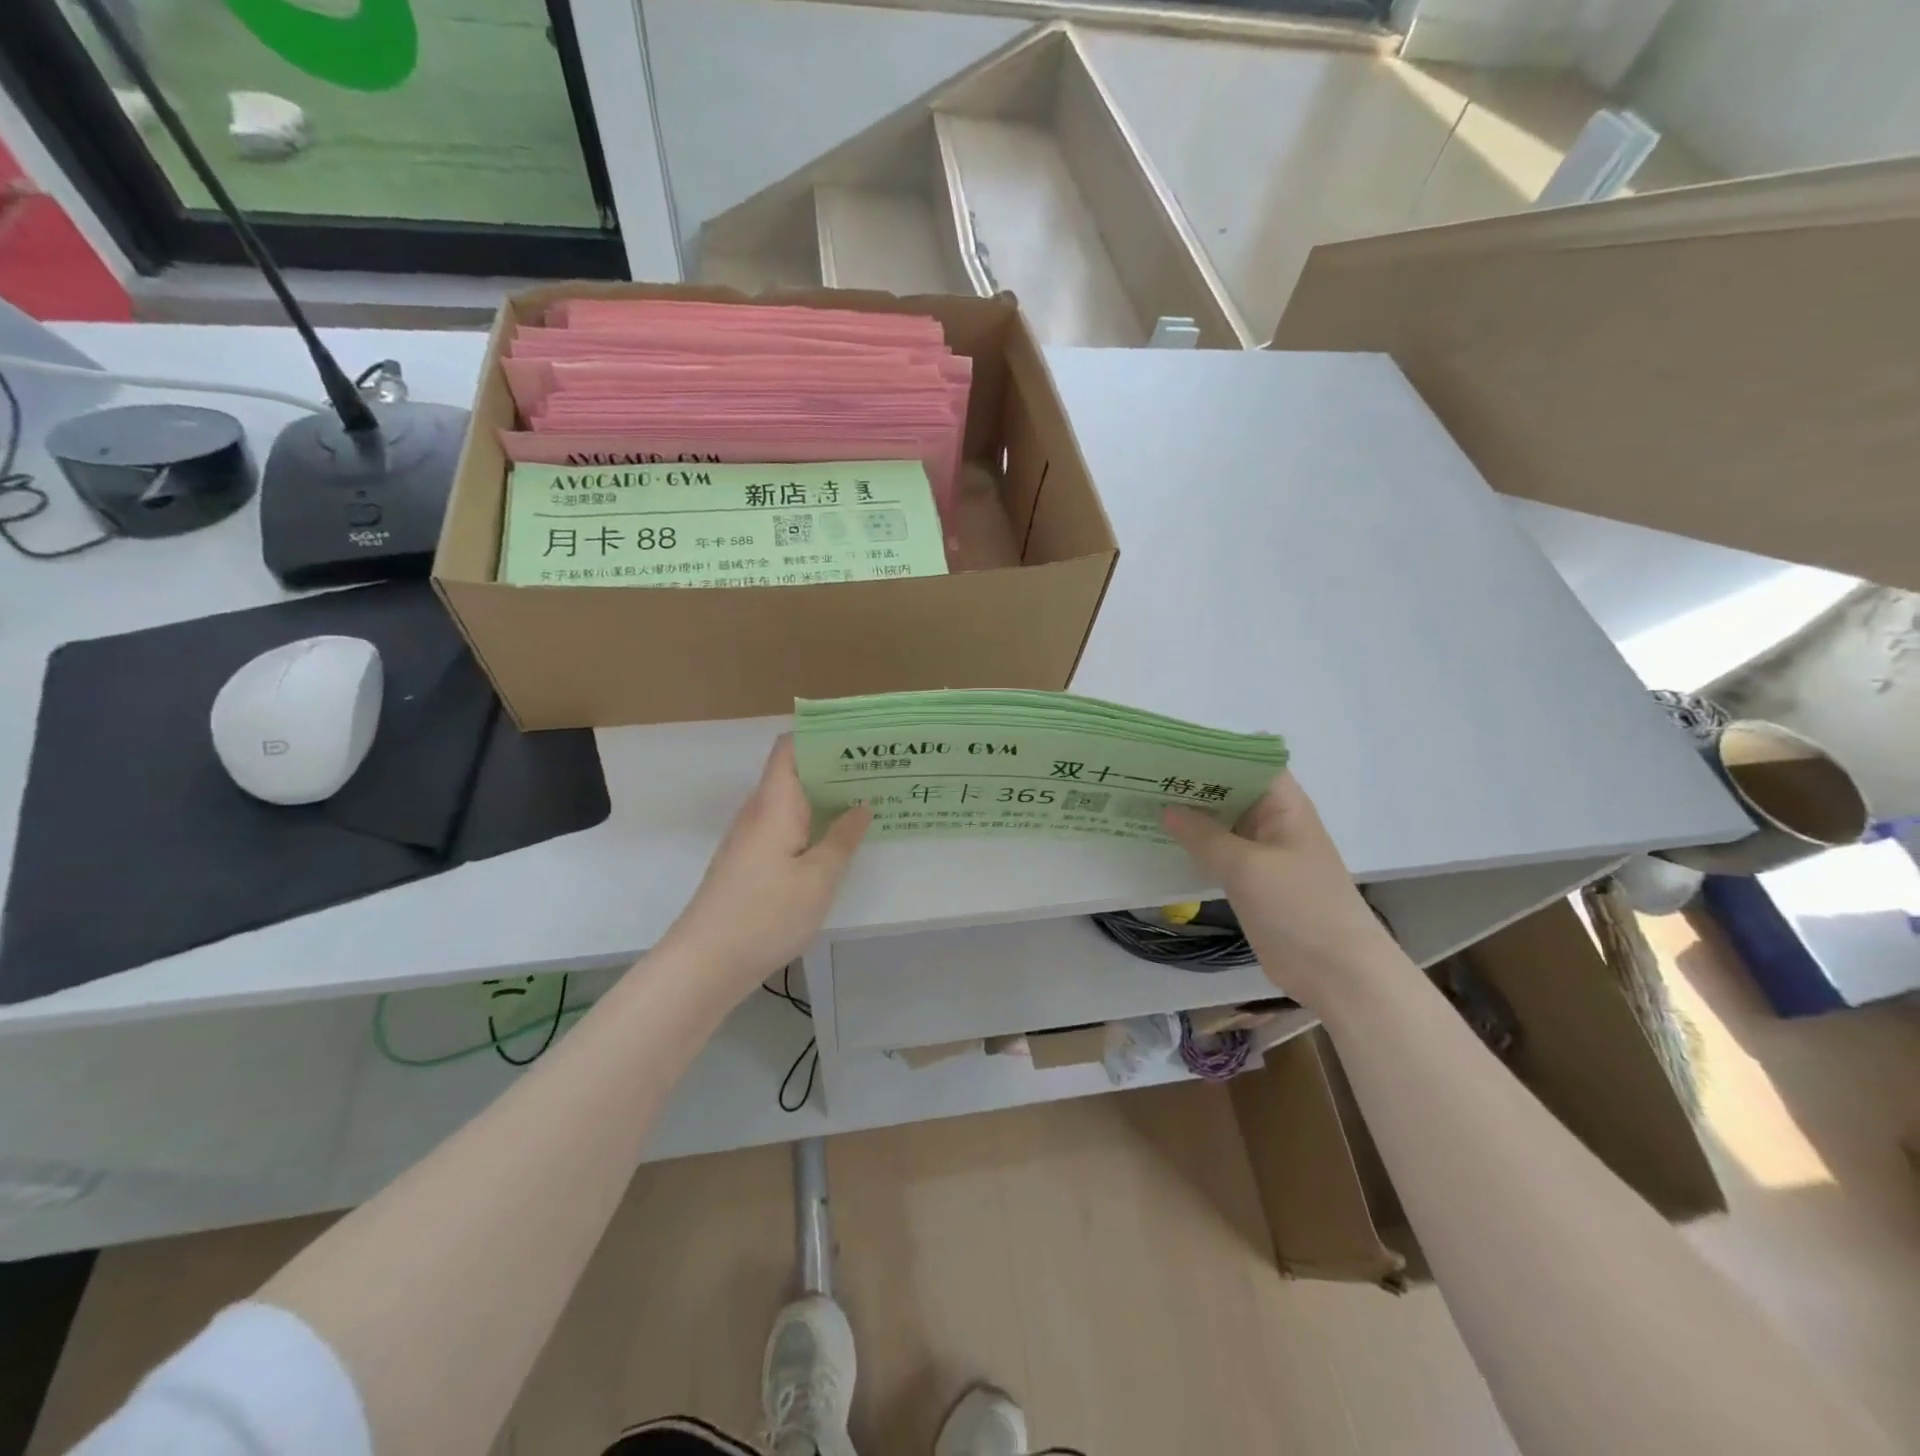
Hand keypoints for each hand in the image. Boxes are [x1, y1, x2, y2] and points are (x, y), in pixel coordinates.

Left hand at [661, 737, 870, 993]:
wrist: (705, 963)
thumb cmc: (765, 915)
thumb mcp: (818, 878)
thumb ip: (842, 838)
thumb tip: (861, 805)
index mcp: (774, 804)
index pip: (789, 747)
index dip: (820, 735)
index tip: (859, 739)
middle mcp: (758, 812)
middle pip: (793, 772)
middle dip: (833, 766)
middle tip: (878, 769)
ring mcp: (751, 838)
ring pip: (790, 801)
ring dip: (824, 796)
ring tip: (868, 797)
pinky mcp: (750, 861)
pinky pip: (785, 826)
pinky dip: (812, 823)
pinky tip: (838, 838)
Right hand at [1163, 773, 1403, 1008]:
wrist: (1335, 972)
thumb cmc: (1299, 906)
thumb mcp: (1247, 866)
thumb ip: (1204, 835)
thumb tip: (1167, 809)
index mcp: (1283, 805)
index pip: (1247, 760)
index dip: (1211, 749)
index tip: (1168, 747)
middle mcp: (1272, 821)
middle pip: (1229, 789)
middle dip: (1190, 781)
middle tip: (1141, 774)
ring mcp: (1261, 852)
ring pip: (1220, 823)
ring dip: (1188, 815)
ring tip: (1141, 800)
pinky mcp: (1250, 881)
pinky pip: (1217, 853)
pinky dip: (1193, 846)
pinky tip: (1159, 840)